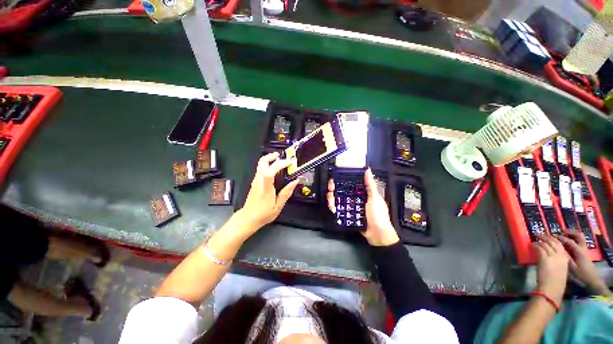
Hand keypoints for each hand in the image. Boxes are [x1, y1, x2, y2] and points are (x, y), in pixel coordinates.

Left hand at [239, 152, 298, 232]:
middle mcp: (259, 181)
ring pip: (261, 164)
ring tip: (282, 162)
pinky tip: (276, 170)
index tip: (290, 163)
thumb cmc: (263, 214)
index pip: (270, 172)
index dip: (280, 164)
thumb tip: (295, 181)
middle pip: (262, 162)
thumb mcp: (278, 206)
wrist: (248, 218)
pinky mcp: (255, 181)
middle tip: (282, 156)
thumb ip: (286, 193)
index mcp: (265, 188)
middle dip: (272, 156)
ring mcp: (256, 180)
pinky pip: (261, 169)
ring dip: (271, 159)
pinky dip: (269, 165)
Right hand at [327, 168, 398, 245]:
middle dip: (335, 188)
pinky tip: (331, 206)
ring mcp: (352, 208)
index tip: (336, 177)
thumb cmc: (378, 215)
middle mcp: (356, 199)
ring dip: (332, 198)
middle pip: (343, 192)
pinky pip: (339, 210)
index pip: (351, 184)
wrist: (378, 235)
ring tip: (329, 197)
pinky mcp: (348, 216)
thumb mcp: (375, 198)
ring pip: (339, 200)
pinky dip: (334, 207)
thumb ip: (370, 185)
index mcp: (363, 193)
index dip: (343, 180)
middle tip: (330, 187)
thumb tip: (368, 170)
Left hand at [533, 234, 568, 304]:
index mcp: (566, 259)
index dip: (554, 239)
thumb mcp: (561, 269)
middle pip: (553, 242)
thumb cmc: (556, 282)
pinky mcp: (544, 258)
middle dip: (547, 237)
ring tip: (535, 237)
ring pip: (546, 244)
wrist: (552, 287)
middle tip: (540, 233)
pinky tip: (532, 245)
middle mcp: (560, 255)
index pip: (560, 245)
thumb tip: (551, 256)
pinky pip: (540, 248)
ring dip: (540, 240)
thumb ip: (558, 261)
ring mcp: (553, 256)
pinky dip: (536, 245)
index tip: (549, 236)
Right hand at [557, 231, 609, 295]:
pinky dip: (574, 239)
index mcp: (579, 251)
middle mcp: (582, 248)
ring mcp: (584, 250)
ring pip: (579, 237)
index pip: (569, 241)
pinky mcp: (584, 252)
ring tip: (564, 235)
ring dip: (572, 234)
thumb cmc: (581, 274)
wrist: (592, 280)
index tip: (551, 236)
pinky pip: (579, 242)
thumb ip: (565, 257)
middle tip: (560, 232)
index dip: (560, 238)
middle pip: (577, 235)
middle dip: (569, 232)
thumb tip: (556, 249)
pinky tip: (569, 242)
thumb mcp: (572, 268)